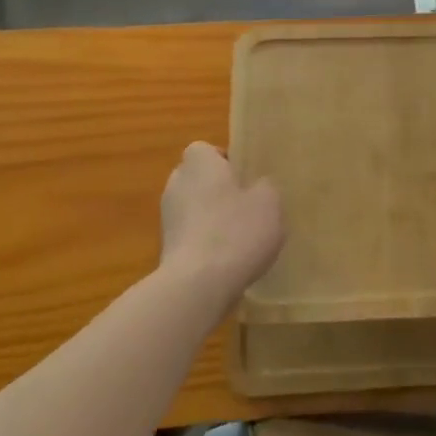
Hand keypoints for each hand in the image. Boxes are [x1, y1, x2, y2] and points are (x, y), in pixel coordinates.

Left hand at [158, 142, 284, 307]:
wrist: (197, 286)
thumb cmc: (236, 231)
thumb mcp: (269, 202)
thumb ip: (265, 187)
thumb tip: (258, 187)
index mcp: (199, 163)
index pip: (206, 149)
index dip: (225, 160)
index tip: (245, 177)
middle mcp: (177, 184)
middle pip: (198, 179)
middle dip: (218, 190)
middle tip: (247, 206)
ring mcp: (167, 218)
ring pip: (193, 208)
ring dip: (212, 218)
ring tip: (241, 238)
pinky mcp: (166, 249)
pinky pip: (191, 236)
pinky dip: (206, 244)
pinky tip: (228, 261)